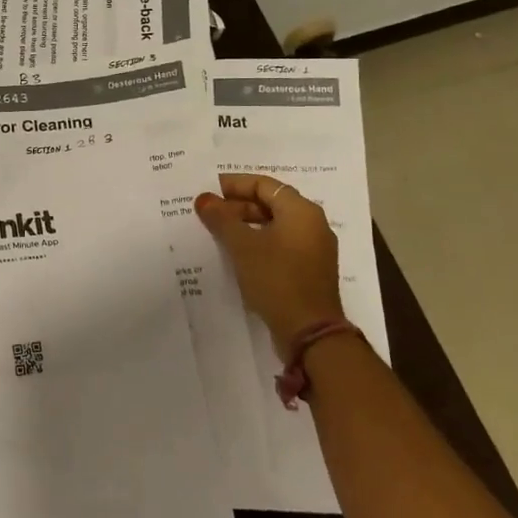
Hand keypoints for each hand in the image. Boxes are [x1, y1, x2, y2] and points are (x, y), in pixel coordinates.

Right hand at [195, 173, 346, 353]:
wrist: (309, 333)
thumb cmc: (276, 279)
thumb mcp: (242, 246)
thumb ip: (221, 219)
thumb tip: (204, 199)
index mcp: (301, 211)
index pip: (264, 184)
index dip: (234, 184)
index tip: (209, 190)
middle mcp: (313, 224)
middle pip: (271, 203)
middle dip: (238, 206)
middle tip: (209, 213)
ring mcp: (314, 249)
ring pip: (275, 226)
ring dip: (246, 225)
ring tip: (218, 233)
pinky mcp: (310, 270)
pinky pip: (281, 245)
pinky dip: (259, 243)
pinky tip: (237, 254)